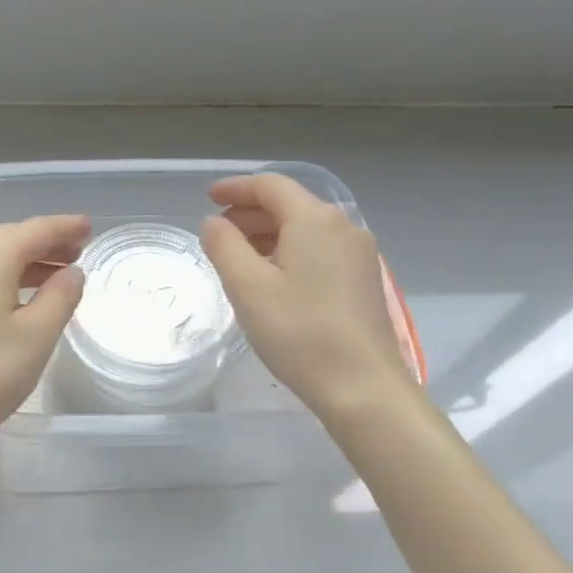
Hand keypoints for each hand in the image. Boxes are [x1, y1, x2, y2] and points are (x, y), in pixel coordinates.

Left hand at [0, 214, 89, 462]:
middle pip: (8, 238)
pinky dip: (1, 276)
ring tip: (54, 275)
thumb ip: (59, 298)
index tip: (89, 227)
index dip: (64, 227)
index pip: (33, 230)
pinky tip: (14, 298)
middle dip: (44, 242)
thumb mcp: (35, 339)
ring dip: (23, 261)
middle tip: (77, 251)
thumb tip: (71, 272)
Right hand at [200, 174, 414, 418]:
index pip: (270, 186)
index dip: (236, 188)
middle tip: (218, 232)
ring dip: (269, 233)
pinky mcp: (364, 281)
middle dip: (250, 212)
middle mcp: (343, 227)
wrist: (363, 386)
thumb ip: (224, 246)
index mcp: (315, 220)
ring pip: (306, 229)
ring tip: (239, 256)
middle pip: (291, 204)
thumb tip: (213, 223)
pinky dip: (289, 251)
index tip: (207, 198)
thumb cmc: (299, 332)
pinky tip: (272, 278)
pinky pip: (320, 250)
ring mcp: (359, 254)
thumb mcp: (247, 287)